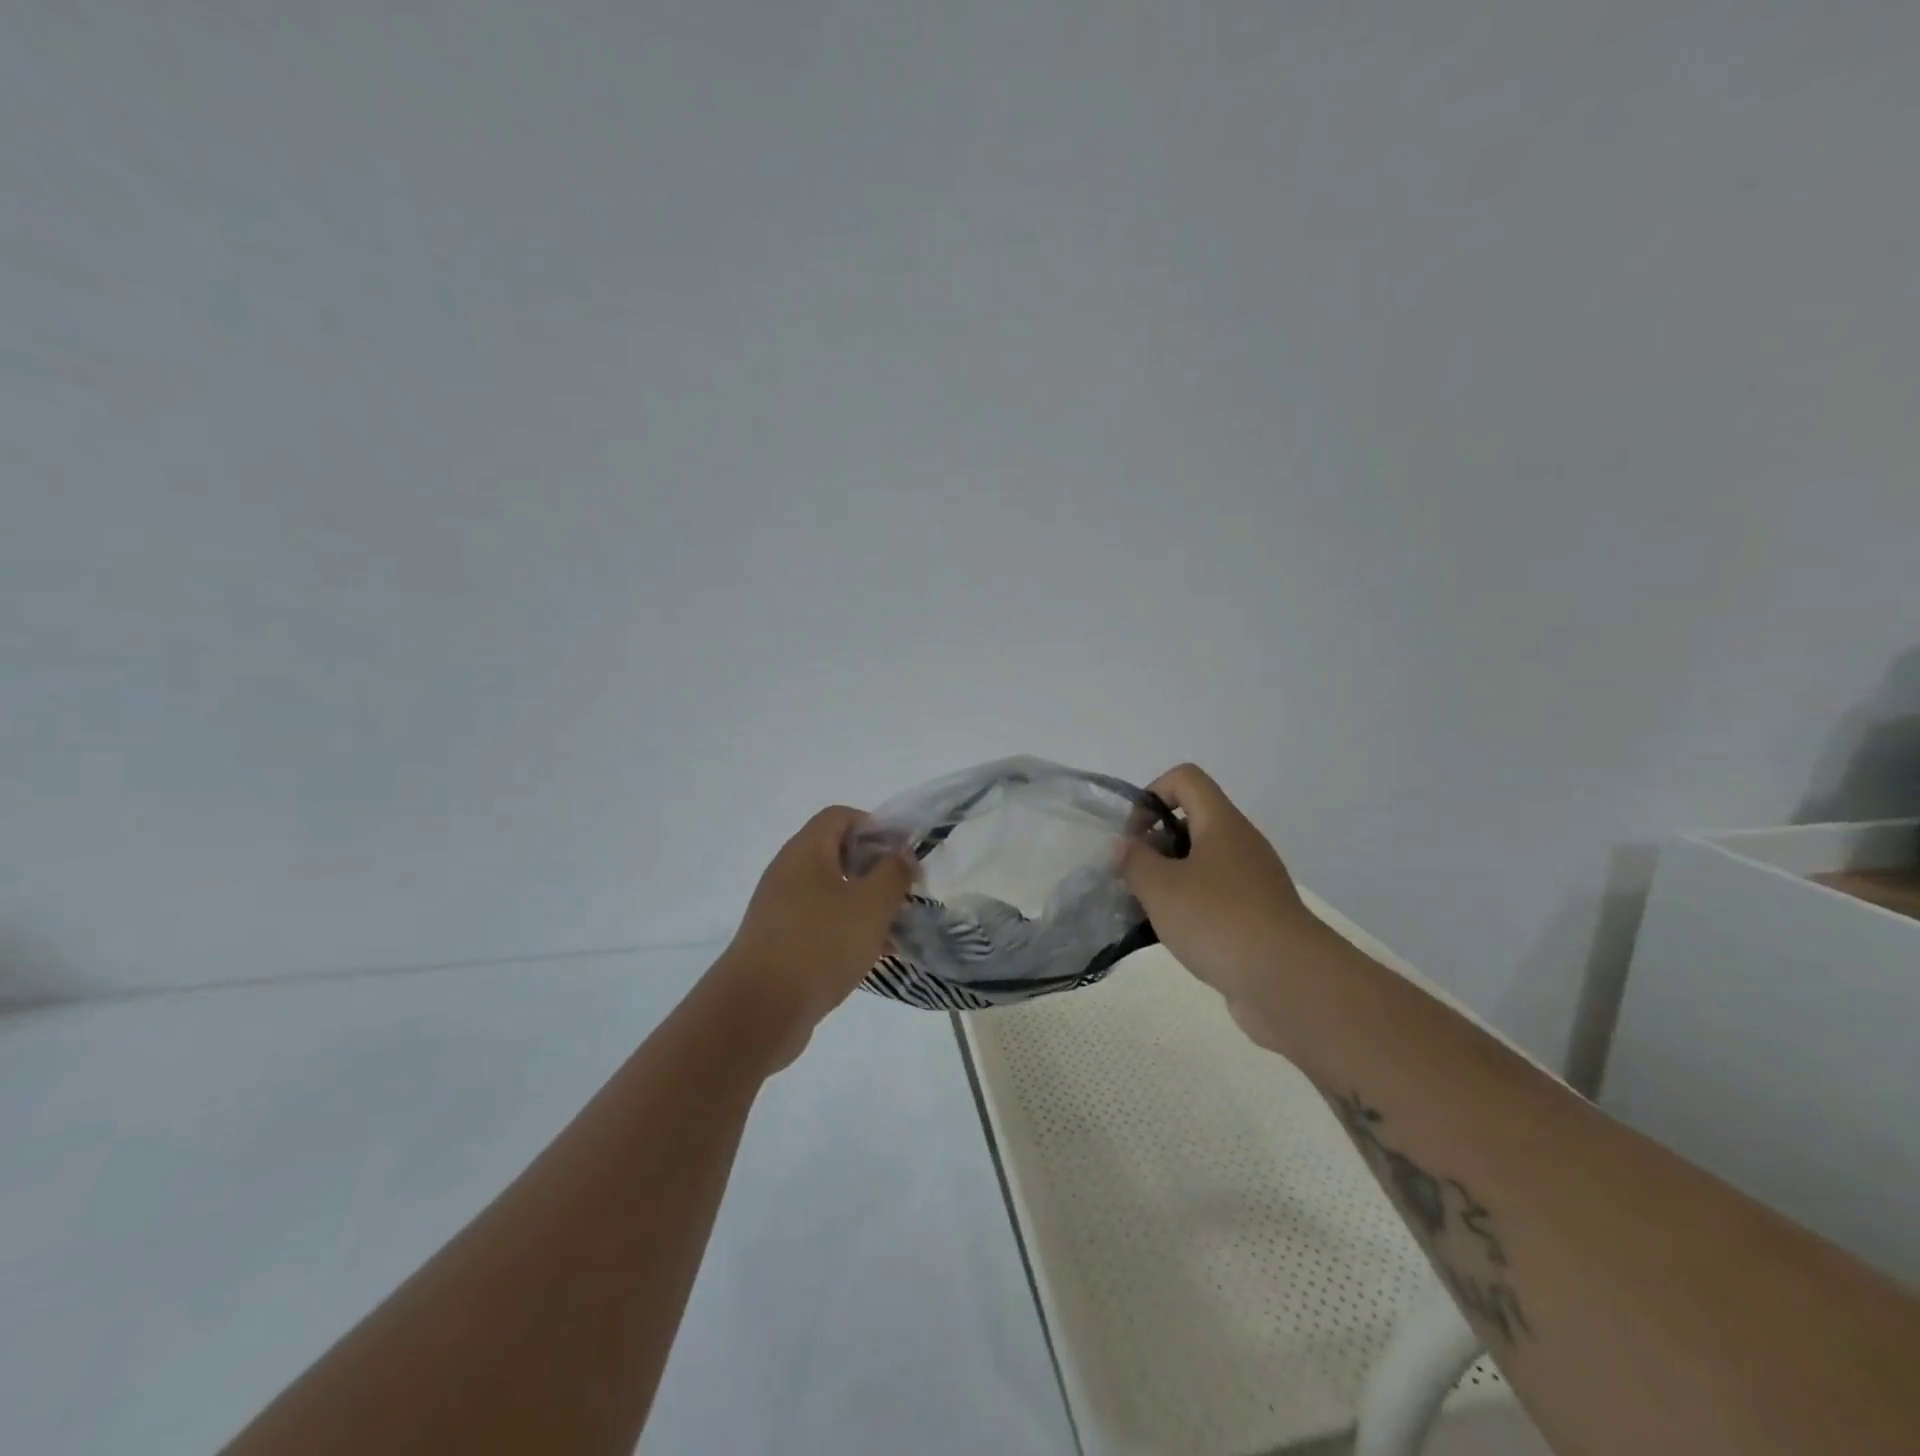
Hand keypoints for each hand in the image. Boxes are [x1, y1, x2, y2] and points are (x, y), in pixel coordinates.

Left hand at [714, 806, 913, 1067]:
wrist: (758, 1011)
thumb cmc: (819, 945)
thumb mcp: (871, 905)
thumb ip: (893, 873)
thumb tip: (901, 853)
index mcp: (806, 851)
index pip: (840, 816)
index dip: (875, 826)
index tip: (902, 854)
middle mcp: (788, 872)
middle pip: (836, 853)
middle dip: (874, 869)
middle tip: (904, 892)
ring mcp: (780, 908)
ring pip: (830, 892)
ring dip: (863, 903)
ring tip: (895, 927)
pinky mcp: (779, 942)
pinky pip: (819, 923)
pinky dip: (846, 930)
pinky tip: (871, 955)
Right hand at [1121, 764, 1330, 1048]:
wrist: (1290, 983)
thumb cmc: (1219, 920)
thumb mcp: (1161, 887)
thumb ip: (1134, 861)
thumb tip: (1125, 845)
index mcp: (1221, 823)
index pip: (1185, 779)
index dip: (1152, 794)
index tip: (1134, 836)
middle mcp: (1241, 844)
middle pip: (1191, 822)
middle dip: (1155, 845)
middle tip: (1135, 879)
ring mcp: (1253, 882)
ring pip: (1202, 864)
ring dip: (1170, 880)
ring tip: (1147, 911)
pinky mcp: (1258, 917)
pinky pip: (1216, 897)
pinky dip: (1191, 908)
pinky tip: (1174, 937)